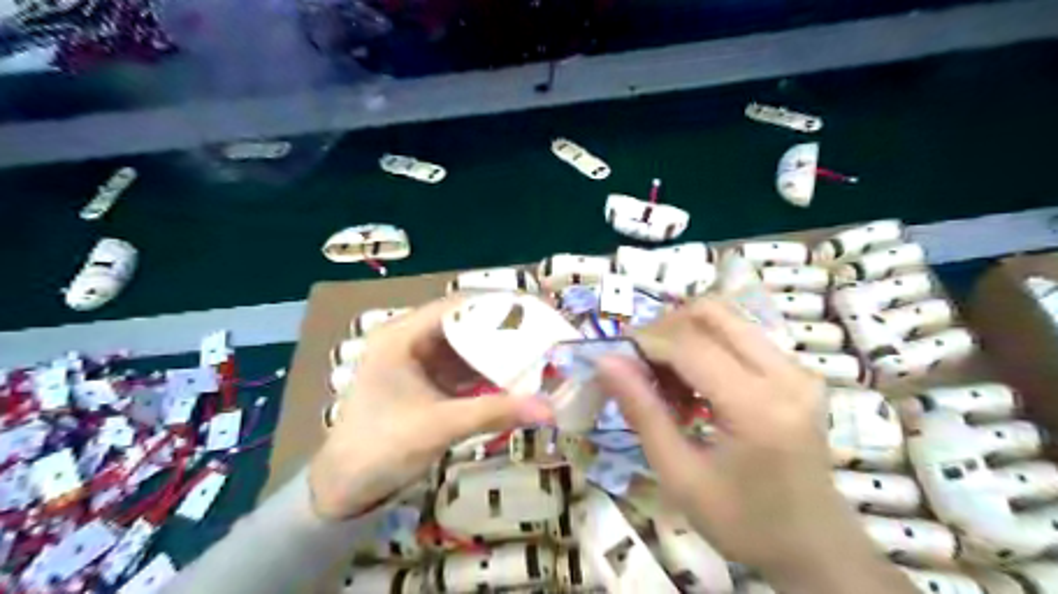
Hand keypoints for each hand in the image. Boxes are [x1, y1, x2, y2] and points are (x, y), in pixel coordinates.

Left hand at [307, 298, 554, 518]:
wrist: (343, 489)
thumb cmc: (382, 447)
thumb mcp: (440, 426)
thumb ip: (495, 412)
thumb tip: (549, 409)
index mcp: (401, 336)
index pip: (456, 306)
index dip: (496, 305)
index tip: (534, 311)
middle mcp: (409, 340)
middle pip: (463, 324)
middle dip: (501, 330)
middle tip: (541, 334)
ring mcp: (416, 362)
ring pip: (465, 347)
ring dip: (496, 352)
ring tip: (535, 352)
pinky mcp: (424, 383)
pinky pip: (461, 369)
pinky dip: (486, 373)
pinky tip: (513, 377)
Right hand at [599, 298, 912, 591]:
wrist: (815, 547)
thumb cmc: (743, 523)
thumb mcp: (680, 476)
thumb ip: (643, 413)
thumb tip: (606, 362)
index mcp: (757, 407)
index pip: (689, 344)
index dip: (645, 341)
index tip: (615, 358)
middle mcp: (785, 375)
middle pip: (711, 313)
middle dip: (665, 329)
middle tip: (641, 365)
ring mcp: (797, 370)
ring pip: (726, 319)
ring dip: (685, 336)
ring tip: (666, 380)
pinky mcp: (798, 372)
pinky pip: (741, 337)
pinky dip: (706, 347)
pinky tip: (694, 385)